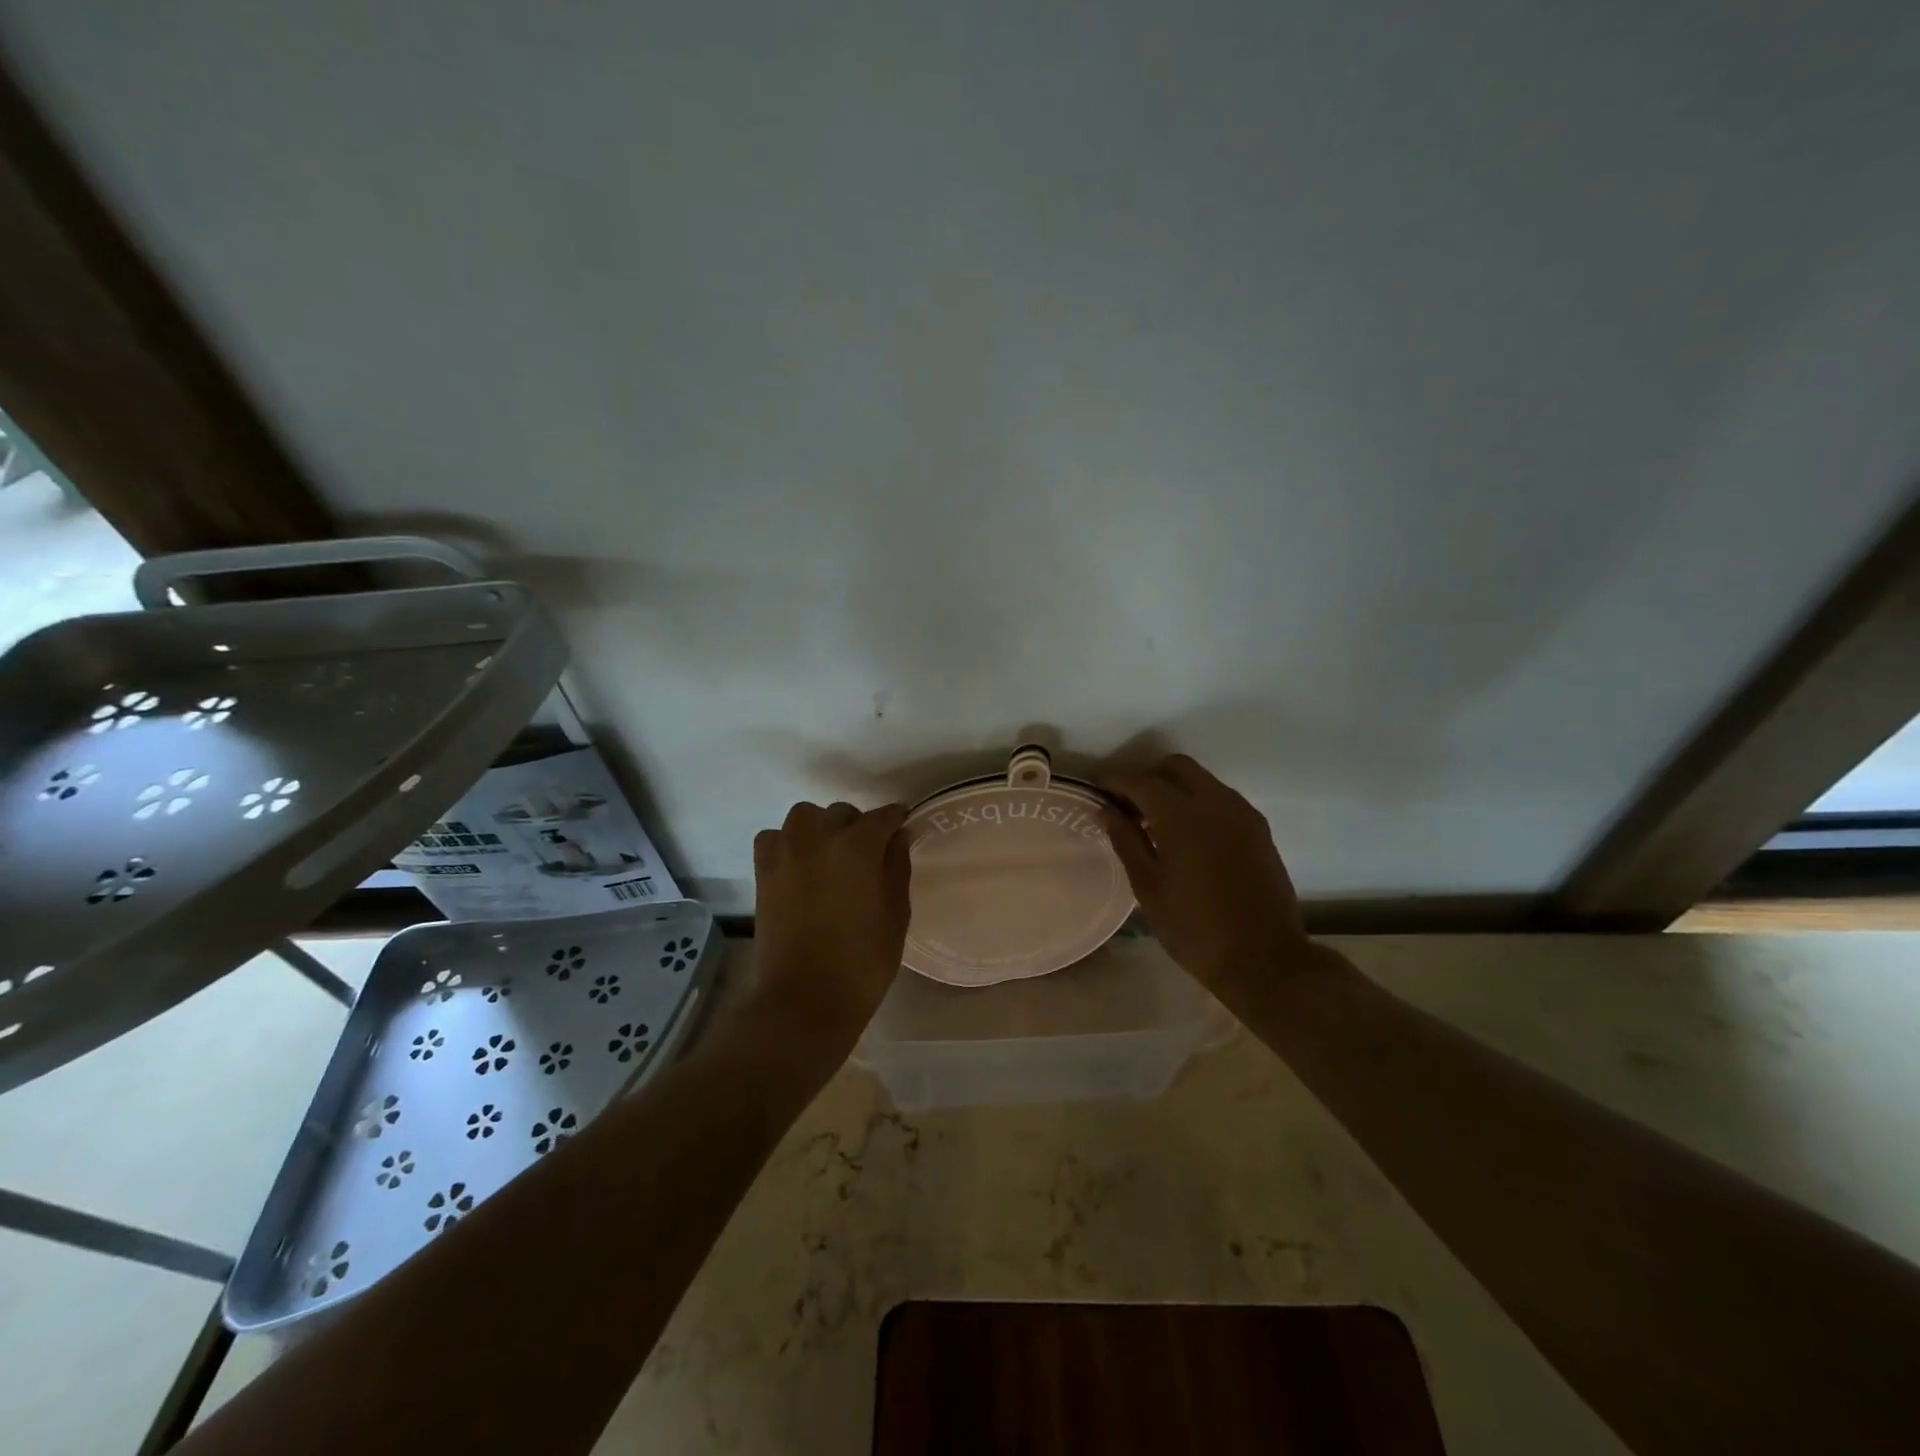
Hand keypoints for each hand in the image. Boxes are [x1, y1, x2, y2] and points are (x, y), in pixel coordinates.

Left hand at [752, 801, 910, 1050]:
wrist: (805, 999)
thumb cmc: (863, 962)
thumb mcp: (896, 915)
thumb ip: (897, 868)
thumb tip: (897, 838)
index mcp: (858, 847)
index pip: (883, 817)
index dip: (896, 820)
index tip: (902, 828)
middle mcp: (819, 838)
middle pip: (843, 813)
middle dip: (859, 827)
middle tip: (868, 855)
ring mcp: (786, 852)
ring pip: (805, 816)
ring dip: (821, 827)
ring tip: (830, 854)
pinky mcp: (763, 872)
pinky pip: (775, 837)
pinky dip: (788, 841)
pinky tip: (800, 864)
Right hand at [1101, 755, 1311, 998]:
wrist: (1264, 959)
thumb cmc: (1194, 928)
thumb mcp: (1148, 888)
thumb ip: (1126, 841)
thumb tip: (1106, 811)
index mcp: (1182, 817)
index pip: (1141, 781)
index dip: (1116, 780)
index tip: (1099, 787)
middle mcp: (1215, 803)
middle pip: (1177, 767)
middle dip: (1150, 777)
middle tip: (1130, 805)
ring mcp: (1243, 814)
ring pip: (1203, 780)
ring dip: (1177, 789)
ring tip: (1158, 823)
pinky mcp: (1259, 829)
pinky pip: (1223, 800)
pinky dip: (1200, 804)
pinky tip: (1190, 837)